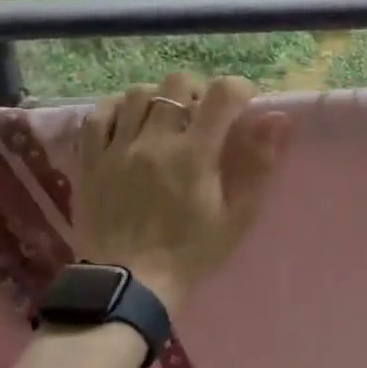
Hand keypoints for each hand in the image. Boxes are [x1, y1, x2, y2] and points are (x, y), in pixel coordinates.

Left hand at [74, 73, 289, 313]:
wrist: (129, 284)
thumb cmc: (192, 252)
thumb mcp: (238, 216)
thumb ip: (259, 164)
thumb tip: (277, 119)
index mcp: (194, 155)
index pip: (221, 94)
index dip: (238, 88)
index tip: (243, 103)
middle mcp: (154, 142)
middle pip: (176, 83)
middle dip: (198, 90)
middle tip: (204, 113)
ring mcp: (116, 149)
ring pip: (138, 93)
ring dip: (160, 98)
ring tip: (167, 120)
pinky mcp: (89, 161)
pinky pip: (98, 115)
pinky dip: (118, 109)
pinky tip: (131, 123)